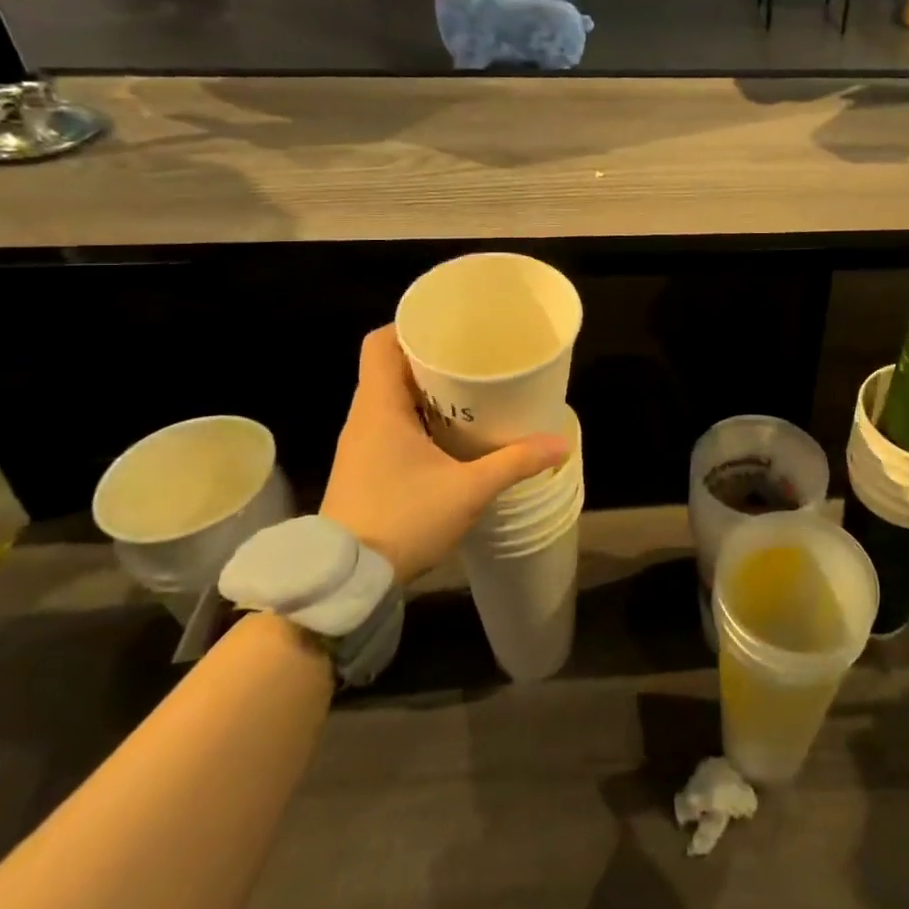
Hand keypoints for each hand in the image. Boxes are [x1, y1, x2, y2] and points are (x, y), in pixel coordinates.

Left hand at [318, 327, 568, 580]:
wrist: (347, 581)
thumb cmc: (403, 519)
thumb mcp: (468, 490)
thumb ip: (515, 462)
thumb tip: (560, 442)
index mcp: (379, 407)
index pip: (381, 343)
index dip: (410, 327)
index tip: (448, 327)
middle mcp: (364, 417)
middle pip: (392, 367)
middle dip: (431, 358)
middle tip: (474, 357)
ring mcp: (361, 444)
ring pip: (392, 397)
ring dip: (427, 391)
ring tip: (470, 390)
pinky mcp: (365, 467)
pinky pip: (391, 424)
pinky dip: (419, 417)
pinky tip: (452, 433)